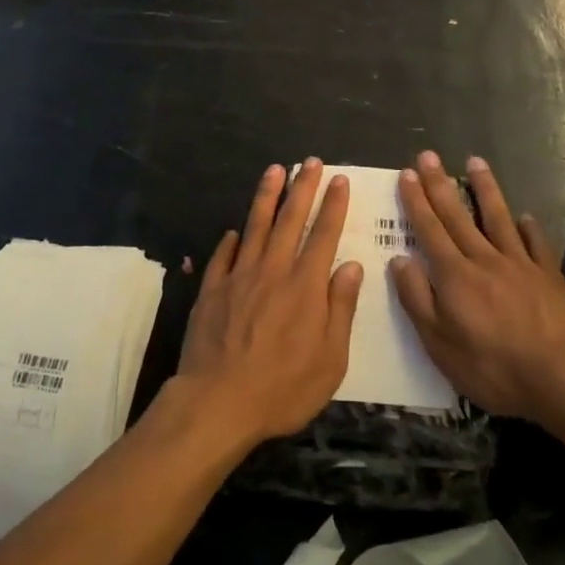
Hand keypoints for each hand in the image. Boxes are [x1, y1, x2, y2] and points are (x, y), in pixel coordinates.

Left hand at [174, 161, 364, 446]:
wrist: (218, 403)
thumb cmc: (282, 388)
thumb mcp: (330, 360)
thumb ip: (340, 309)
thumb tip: (352, 267)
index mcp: (305, 286)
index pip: (324, 235)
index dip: (333, 205)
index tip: (339, 179)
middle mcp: (273, 271)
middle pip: (290, 219)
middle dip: (303, 187)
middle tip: (310, 161)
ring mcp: (239, 277)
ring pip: (255, 226)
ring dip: (267, 196)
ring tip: (275, 169)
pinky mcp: (212, 290)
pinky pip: (223, 256)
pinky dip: (231, 240)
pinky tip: (234, 230)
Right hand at [391, 152, 564, 425]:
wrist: (563, 377)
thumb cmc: (493, 367)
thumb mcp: (440, 344)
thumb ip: (417, 299)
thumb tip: (400, 260)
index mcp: (454, 275)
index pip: (429, 229)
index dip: (416, 201)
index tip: (408, 173)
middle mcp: (484, 259)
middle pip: (458, 215)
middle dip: (440, 184)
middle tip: (429, 155)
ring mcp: (520, 264)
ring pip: (498, 217)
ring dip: (485, 188)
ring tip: (476, 162)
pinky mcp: (549, 276)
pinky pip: (536, 244)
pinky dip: (529, 228)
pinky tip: (525, 216)